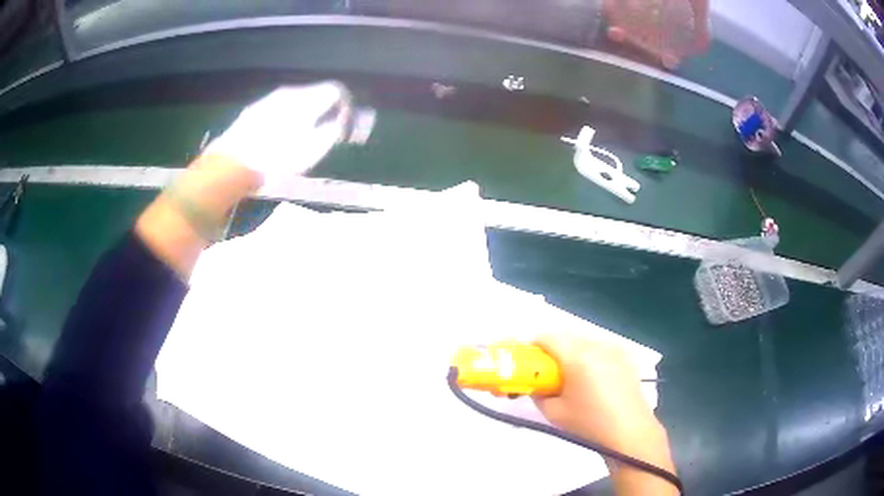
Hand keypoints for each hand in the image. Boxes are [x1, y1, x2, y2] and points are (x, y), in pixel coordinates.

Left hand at [204, 81, 350, 188]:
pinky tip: (278, 138)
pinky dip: (285, 119)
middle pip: (314, 93)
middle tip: (324, 132)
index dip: (345, 105)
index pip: (335, 89)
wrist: (232, 165)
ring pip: (295, 101)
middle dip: (324, 110)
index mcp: (306, 99)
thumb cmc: (276, 159)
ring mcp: (268, 100)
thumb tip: (340, 120)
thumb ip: (332, 130)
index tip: (345, 123)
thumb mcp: (313, 150)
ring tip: (301, 137)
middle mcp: (288, 93)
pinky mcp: (253, 111)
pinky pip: (277, 109)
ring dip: (304, 114)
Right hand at [533, 333, 660, 451]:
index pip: (547, 337)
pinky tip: (593, 381)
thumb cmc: (589, 423)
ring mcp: (614, 349)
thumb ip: (539, 394)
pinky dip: (590, 357)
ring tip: (572, 379)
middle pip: (567, 336)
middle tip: (548, 375)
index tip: (530, 365)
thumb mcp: (554, 413)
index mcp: (577, 356)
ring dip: (572, 353)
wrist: (629, 432)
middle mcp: (596, 345)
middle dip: (553, 351)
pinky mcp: (625, 357)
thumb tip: (536, 385)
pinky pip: (600, 349)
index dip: (534, 347)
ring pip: (584, 342)